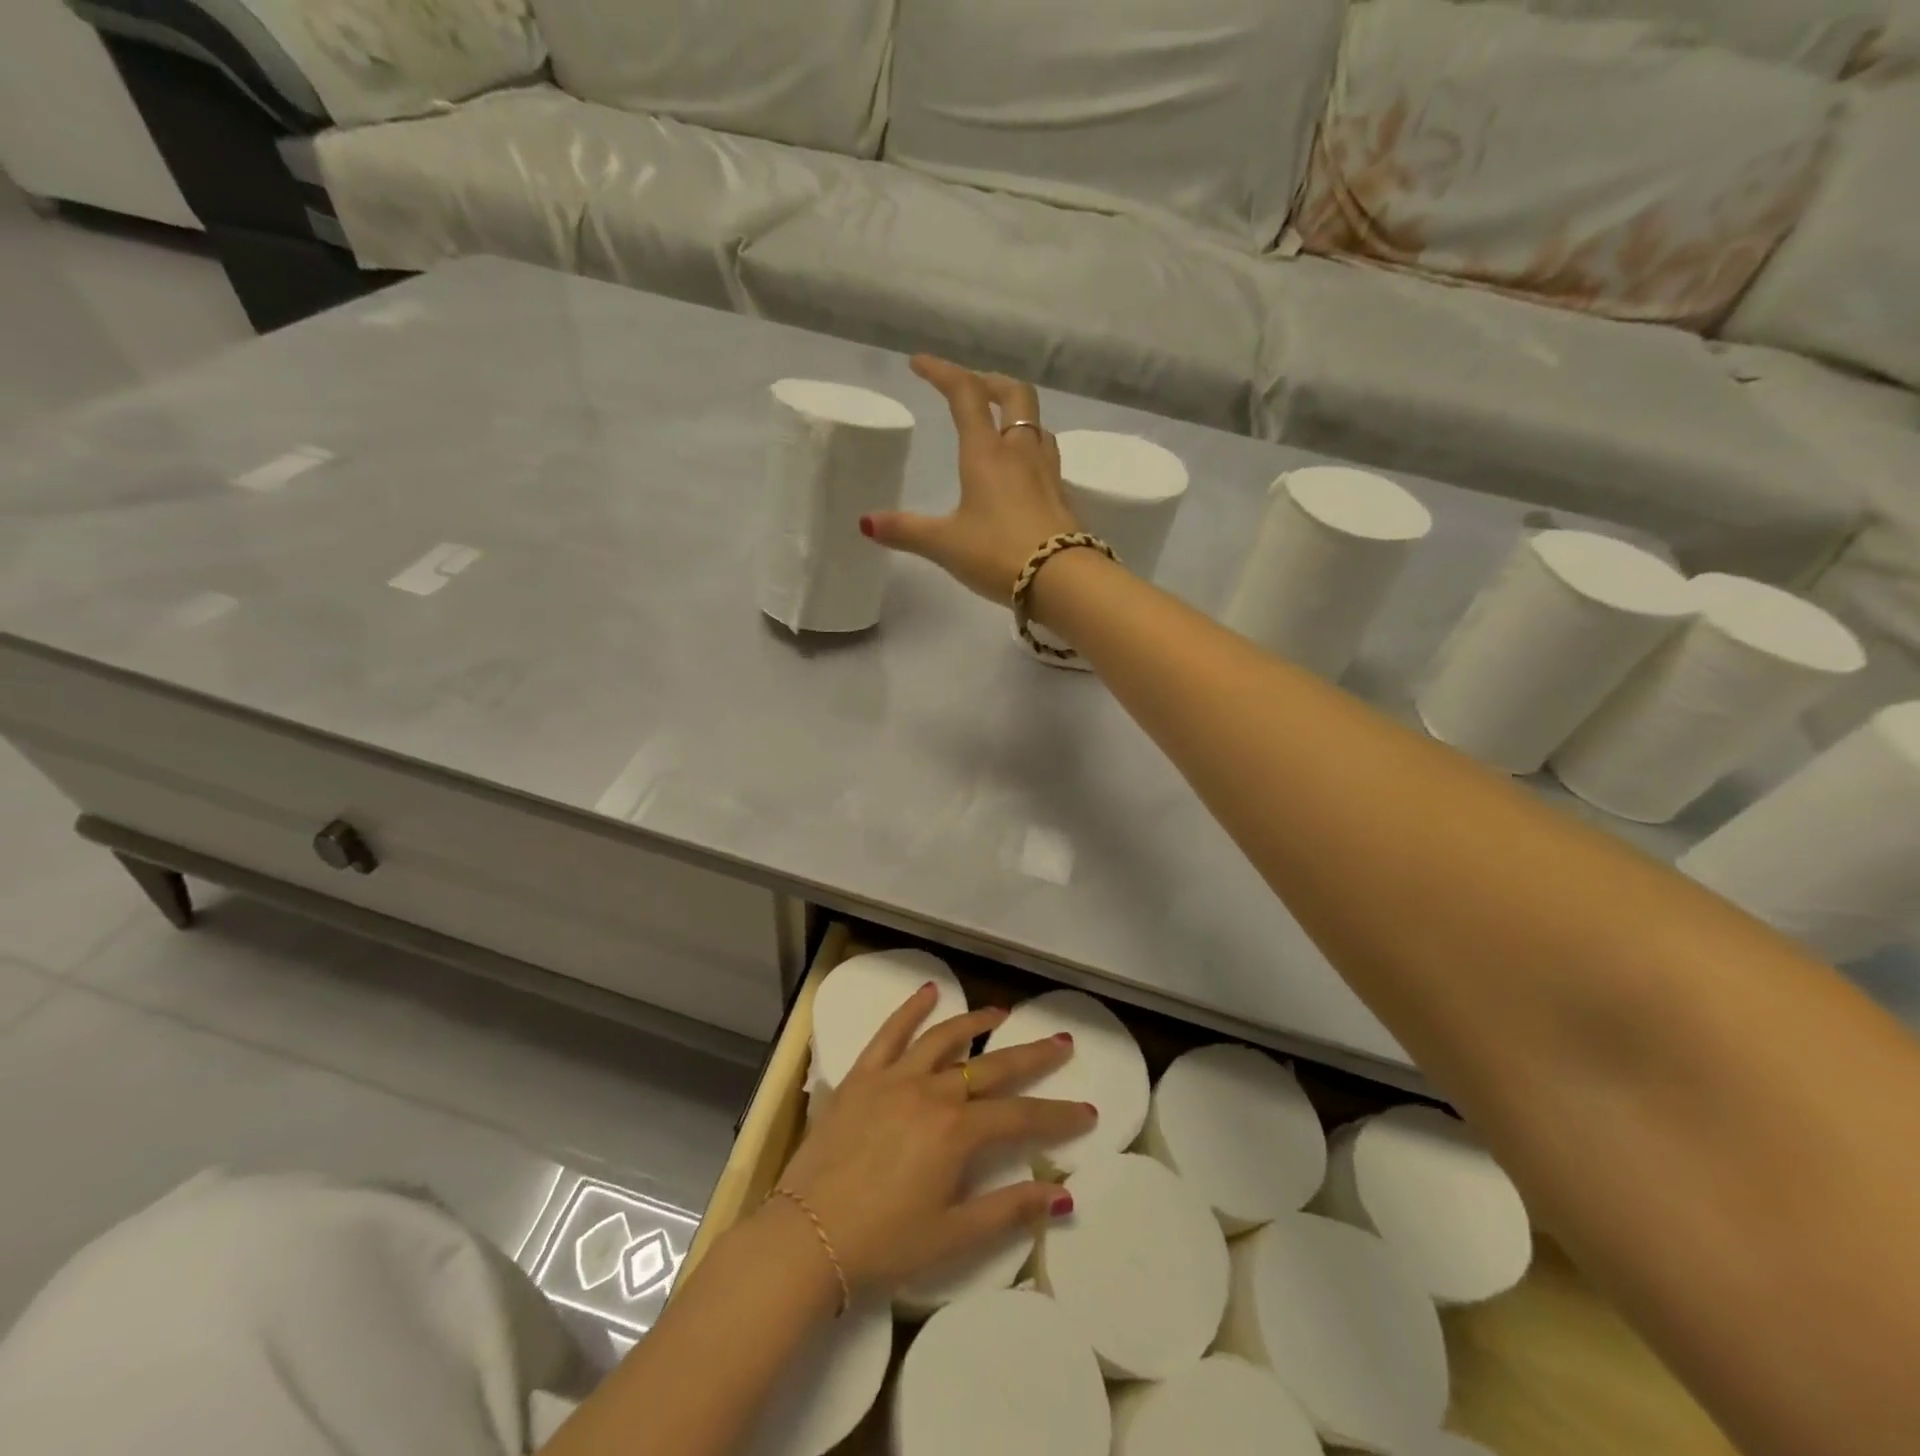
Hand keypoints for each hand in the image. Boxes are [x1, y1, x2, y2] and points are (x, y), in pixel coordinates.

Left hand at [773, 982, 1093, 1294]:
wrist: (805, 1237)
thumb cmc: (883, 1244)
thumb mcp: (952, 1237)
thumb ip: (1008, 1210)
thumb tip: (1062, 1195)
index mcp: (956, 1132)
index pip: (1020, 1117)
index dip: (1056, 1115)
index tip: (1086, 1111)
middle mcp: (931, 1093)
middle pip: (990, 1068)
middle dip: (1031, 1056)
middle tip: (1060, 1042)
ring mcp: (893, 1079)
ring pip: (943, 1039)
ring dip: (975, 1023)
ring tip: (1001, 1013)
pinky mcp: (861, 1077)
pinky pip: (889, 1034)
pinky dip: (911, 1010)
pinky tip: (929, 992)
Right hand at [863, 357, 1079, 601]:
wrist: (1062, 580)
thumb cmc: (998, 554)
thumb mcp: (944, 544)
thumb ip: (906, 531)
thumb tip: (866, 523)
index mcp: (986, 453)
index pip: (965, 394)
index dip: (941, 372)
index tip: (919, 364)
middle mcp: (1020, 452)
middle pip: (1015, 394)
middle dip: (990, 382)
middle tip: (973, 388)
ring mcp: (1048, 472)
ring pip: (1038, 425)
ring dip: (1018, 416)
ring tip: (1001, 429)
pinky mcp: (1063, 496)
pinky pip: (1048, 459)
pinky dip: (1032, 451)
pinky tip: (1024, 475)